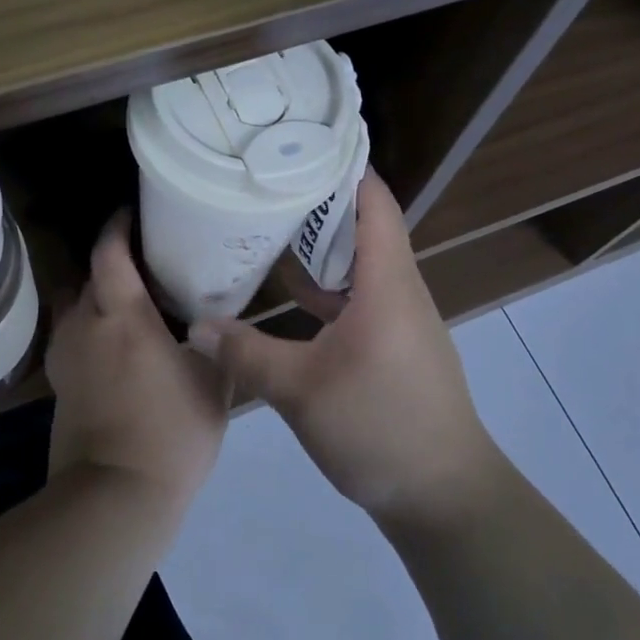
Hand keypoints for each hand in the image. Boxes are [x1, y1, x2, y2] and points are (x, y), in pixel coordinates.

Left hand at [46, 212, 227, 513]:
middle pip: (88, 276)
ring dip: (96, 296)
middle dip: (110, 262)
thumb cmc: (171, 433)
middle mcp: (86, 325)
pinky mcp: (58, 384)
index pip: (109, 253)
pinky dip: (89, 328)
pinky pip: (71, 337)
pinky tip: (111, 344)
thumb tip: (216, 322)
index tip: (132, 213)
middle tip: (144, 263)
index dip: (118, 226)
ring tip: (127, 303)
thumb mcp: (213, 384)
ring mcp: (66, 356)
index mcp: (123, 317)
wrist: (114, 497)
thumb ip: (216, 344)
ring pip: (75, 306)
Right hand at [190, 174, 499, 531]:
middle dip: (319, 198)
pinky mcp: (393, 344)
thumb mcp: (301, 391)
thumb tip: (195, 326)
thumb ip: (246, 353)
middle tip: (268, 178)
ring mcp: (399, 318)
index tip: (301, 141)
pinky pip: (359, 295)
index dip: (344, 165)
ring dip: (322, 242)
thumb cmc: (380, 428)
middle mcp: (399, 288)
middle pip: (364, 224)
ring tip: (271, 221)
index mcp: (387, 282)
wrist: (445, 498)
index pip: (374, 201)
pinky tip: (290, 291)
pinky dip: (327, 284)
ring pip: (360, 262)